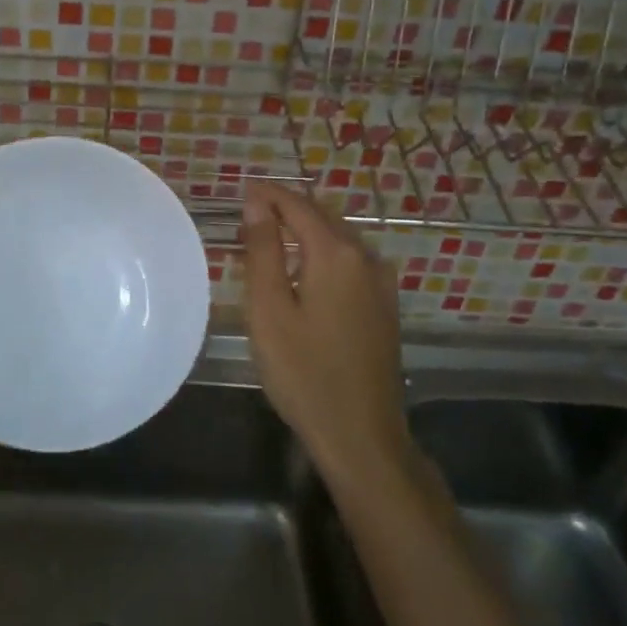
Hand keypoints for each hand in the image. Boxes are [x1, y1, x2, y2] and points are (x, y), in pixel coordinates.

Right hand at [239, 180, 408, 486]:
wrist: (361, 435)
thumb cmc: (303, 372)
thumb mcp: (269, 310)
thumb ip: (263, 250)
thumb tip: (257, 202)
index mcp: (335, 254)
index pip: (297, 205)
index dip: (268, 194)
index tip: (241, 190)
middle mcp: (365, 257)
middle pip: (322, 215)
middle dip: (286, 207)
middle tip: (250, 213)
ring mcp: (381, 282)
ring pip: (339, 237)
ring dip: (306, 229)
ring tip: (271, 236)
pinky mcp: (385, 305)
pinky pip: (351, 260)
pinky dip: (324, 251)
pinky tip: (306, 270)